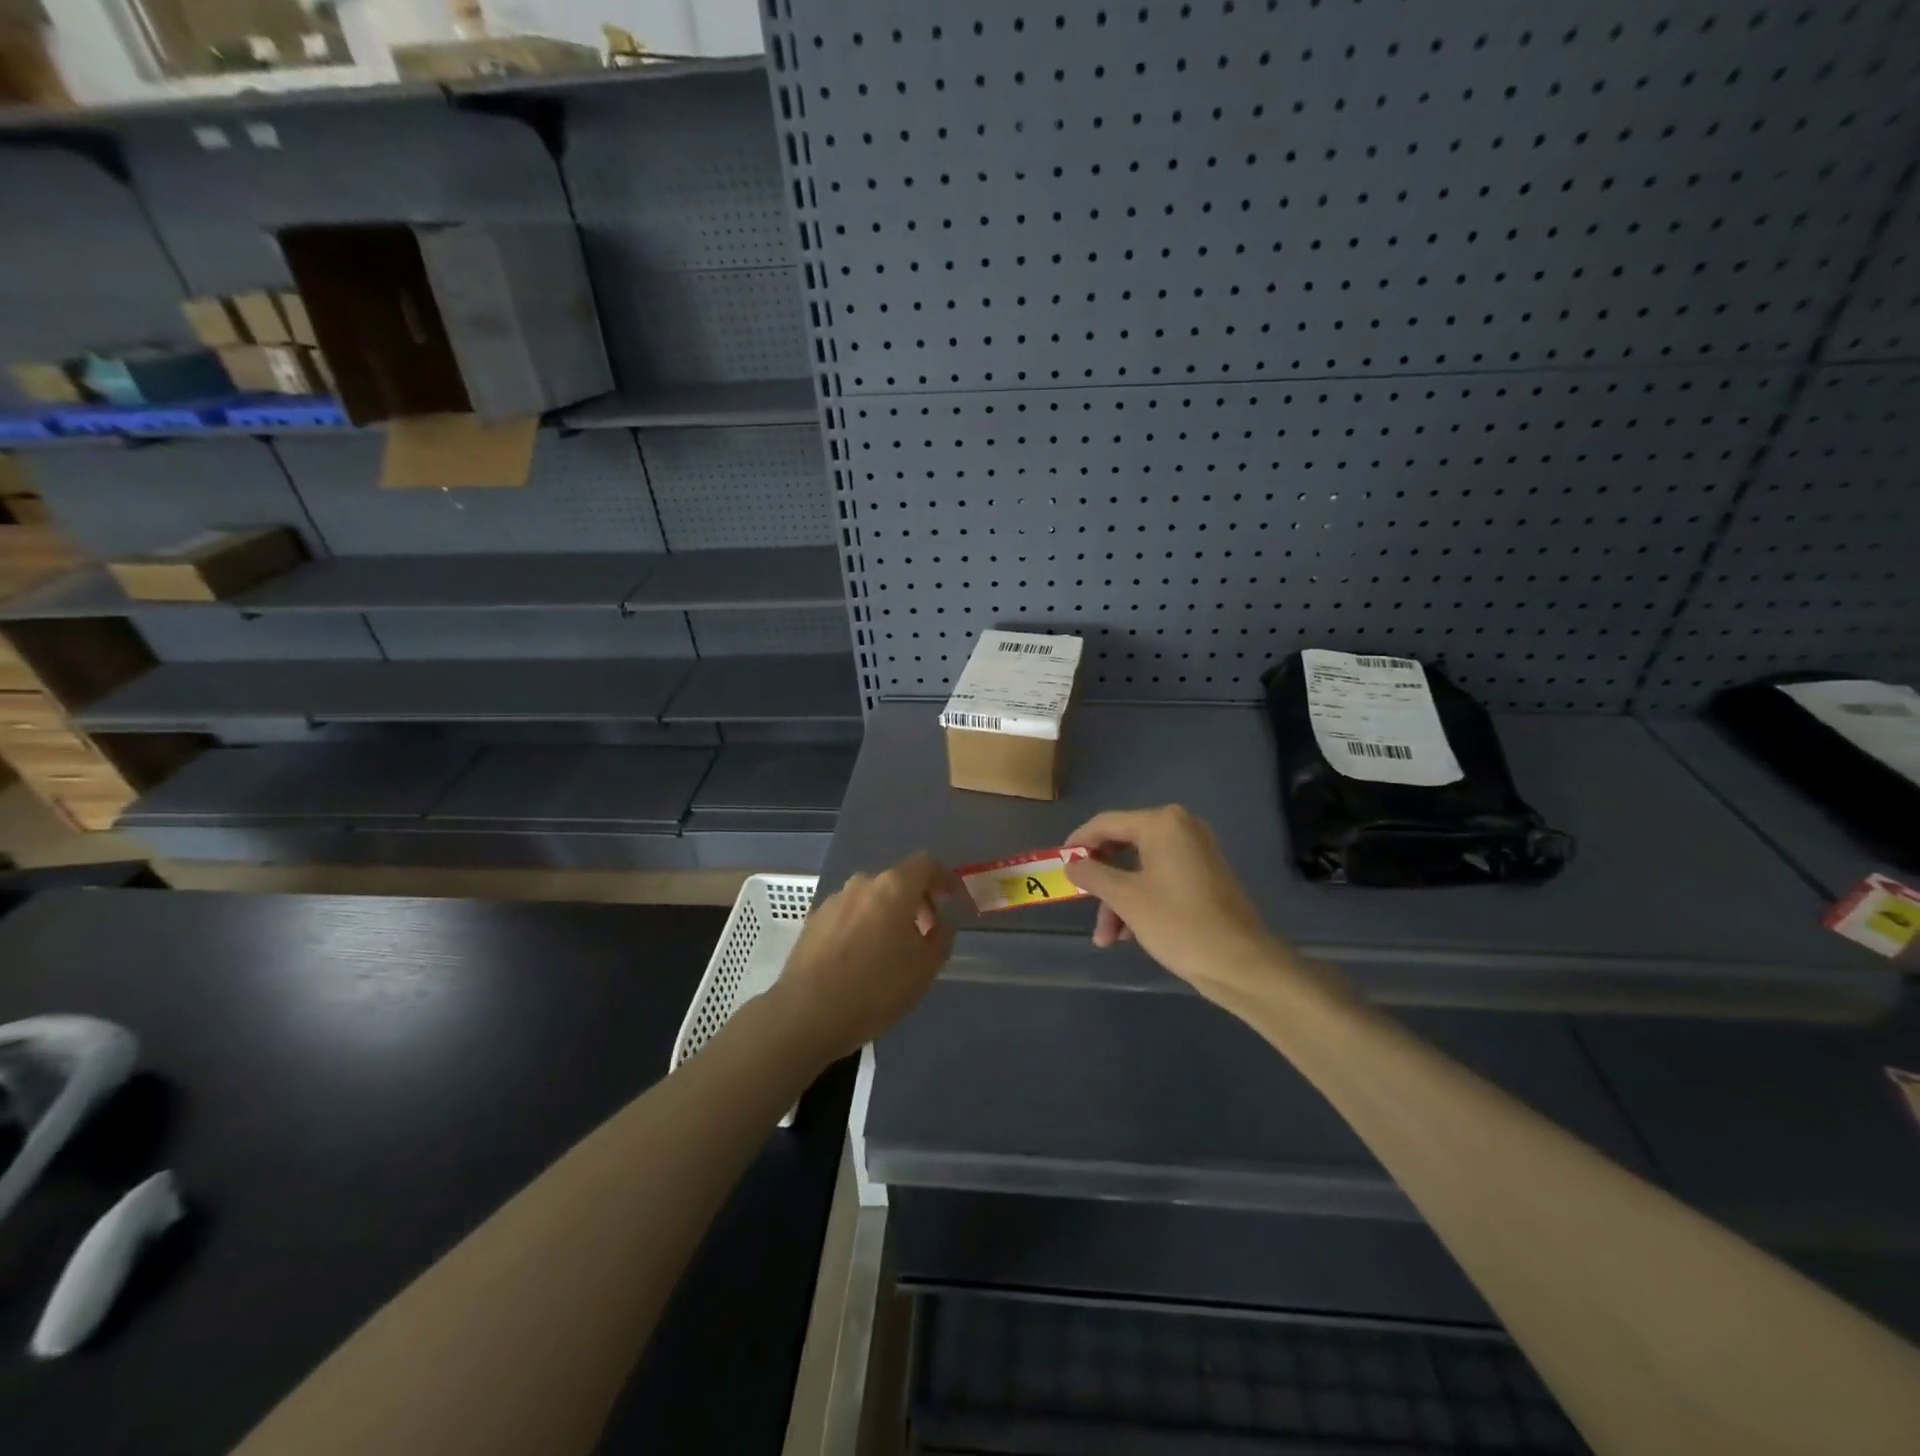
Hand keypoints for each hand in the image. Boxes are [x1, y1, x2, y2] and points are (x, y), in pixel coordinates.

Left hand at [771, 853, 958, 1061]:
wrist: (808, 1013)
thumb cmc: (877, 988)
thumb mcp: (926, 968)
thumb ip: (941, 937)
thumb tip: (940, 922)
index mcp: (894, 887)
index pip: (926, 864)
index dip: (943, 878)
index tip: (952, 899)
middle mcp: (862, 884)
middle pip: (897, 881)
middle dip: (915, 902)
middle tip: (925, 933)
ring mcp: (834, 901)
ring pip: (871, 899)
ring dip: (887, 915)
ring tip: (891, 950)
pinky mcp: (813, 921)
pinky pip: (849, 915)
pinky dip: (862, 926)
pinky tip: (860, 959)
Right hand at [1064, 805, 1296, 1002]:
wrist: (1241, 964)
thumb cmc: (1178, 923)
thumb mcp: (1126, 899)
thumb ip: (1092, 875)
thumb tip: (1070, 863)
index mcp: (1162, 823)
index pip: (1106, 823)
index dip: (1078, 843)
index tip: (1058, 865)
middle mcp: (1181, 828)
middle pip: (1123, 846)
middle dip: (1101, 881)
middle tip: (1081, 903)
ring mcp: (1195, 852)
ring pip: (1139, 869)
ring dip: (1118, 900)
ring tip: (1106, 938)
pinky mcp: (1204, 876)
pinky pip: (1160, 879)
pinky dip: (1140, 901)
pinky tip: (1128, 935)